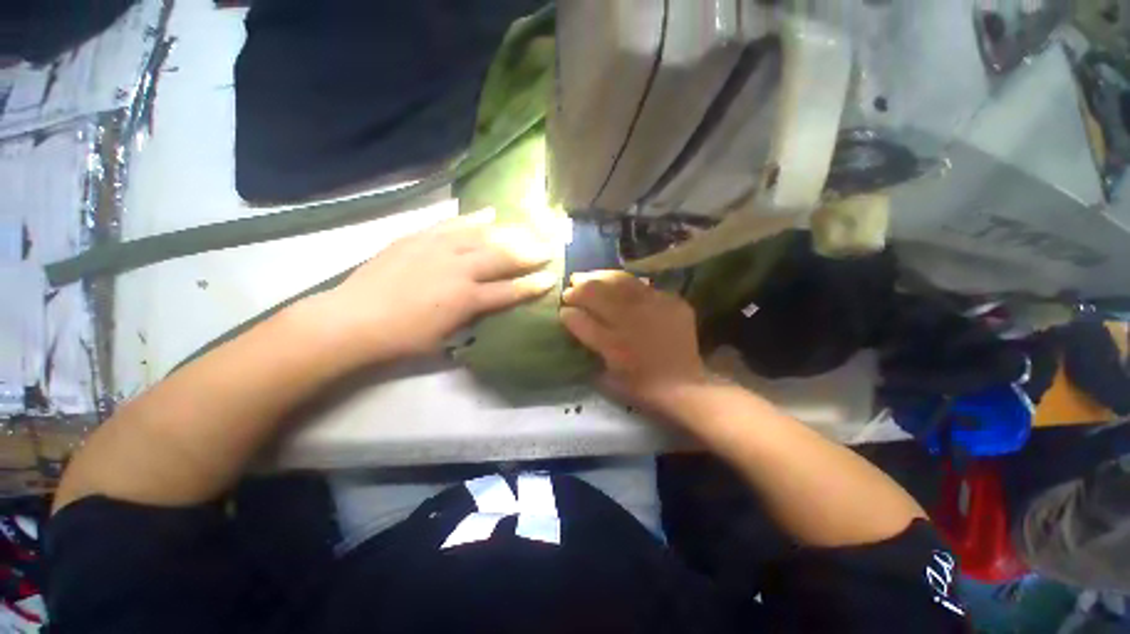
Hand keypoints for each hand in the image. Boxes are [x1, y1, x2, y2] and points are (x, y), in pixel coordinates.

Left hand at [318, 211, 556, 364]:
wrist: (353, 319)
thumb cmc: (402, 339)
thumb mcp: (444, 338)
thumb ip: (471, 318)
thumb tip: (486, 304)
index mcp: (467, 300)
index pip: (510, 291)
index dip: (532, 285)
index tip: (551, 277)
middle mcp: (460, 270)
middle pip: (502, 258)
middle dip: (529, 253)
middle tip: (547, 247)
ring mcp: (439, 249)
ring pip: (483, 237)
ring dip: (509, 233)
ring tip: (528, 228)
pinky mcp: (420, 237)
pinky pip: (453, 224)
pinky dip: (474, 219)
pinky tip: (490, 213)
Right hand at [560, 271, 707, 415]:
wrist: (683, 385)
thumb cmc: (641, 386)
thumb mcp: (607, 377)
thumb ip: (589, 347)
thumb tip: (574, 321)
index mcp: (614, 343)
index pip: (581, 319)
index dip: (569, 311)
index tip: (563, 308)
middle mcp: (632, 320)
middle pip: (598, 292)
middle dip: (580, 287)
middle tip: (572, 284)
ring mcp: (654, 307)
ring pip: (621, 281)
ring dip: (601, 277)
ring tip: (591, 277)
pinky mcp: (672, 302)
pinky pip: (644, 286)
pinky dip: (627, 284)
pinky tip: (619, 284)